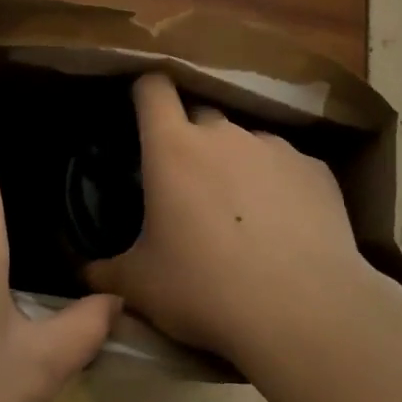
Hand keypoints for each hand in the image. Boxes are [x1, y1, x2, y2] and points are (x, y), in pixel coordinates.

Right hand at [84, 73, 384, 370]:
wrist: (303, 312)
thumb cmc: (205, 289)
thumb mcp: (141, 287)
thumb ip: (106, 272)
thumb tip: (85, 275)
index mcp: (173, 147)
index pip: (153, 88)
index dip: (146, 93)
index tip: (144, 114)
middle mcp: (224, 134)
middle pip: (201, 116)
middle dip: (191, 141)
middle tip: (190, 186)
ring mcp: (274, 148)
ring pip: (246, 142)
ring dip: (238, 165)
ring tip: (244, 215)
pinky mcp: (316, 170)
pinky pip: (288, 167)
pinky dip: (280, 186)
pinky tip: (286, 228)